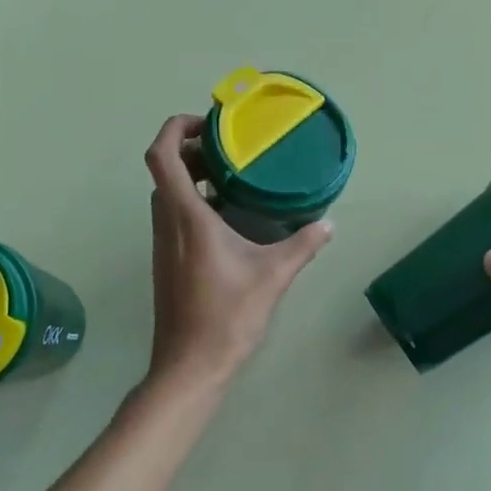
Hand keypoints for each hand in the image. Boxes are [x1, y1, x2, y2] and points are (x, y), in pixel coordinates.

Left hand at [142, 113, 332, 397]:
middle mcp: (167, 223)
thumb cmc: (227, 316)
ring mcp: (163, 244)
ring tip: (233, 177)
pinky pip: (174, 215)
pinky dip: (194, 202)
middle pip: (164, 170)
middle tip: (230, 150)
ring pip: (168, 194)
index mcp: (186, 217)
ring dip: (193, 176)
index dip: (175, 128)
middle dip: (192, 150)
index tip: (207, 124)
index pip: (162, 156)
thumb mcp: (272, 276)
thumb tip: (328, 224)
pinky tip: (228, 217)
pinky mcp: (167, 261)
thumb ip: (302, 245)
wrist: (190, 366)